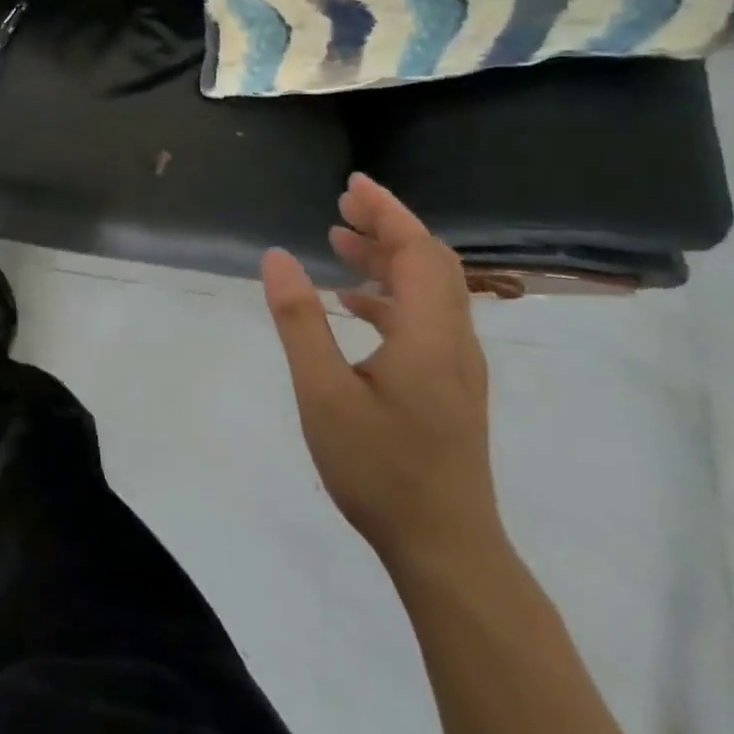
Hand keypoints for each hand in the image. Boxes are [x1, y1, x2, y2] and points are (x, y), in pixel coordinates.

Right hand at [262, 174, 504, 576]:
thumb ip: (300, 321)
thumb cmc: (379, 468)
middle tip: (341, 206)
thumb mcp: (323, 392)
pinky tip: (354, 304)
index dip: (387, 211)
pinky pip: (426, 317)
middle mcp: (453, 340)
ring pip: (431, 290)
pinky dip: (391, 294)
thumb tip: (277, 256)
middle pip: (431, 263)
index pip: (416, 251)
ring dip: (389, 258)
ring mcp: (457, 365)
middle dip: (388, 226)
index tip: (352, 184)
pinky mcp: (450, 385)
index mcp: (428, 334)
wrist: (446, 548)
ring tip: (340, 241)